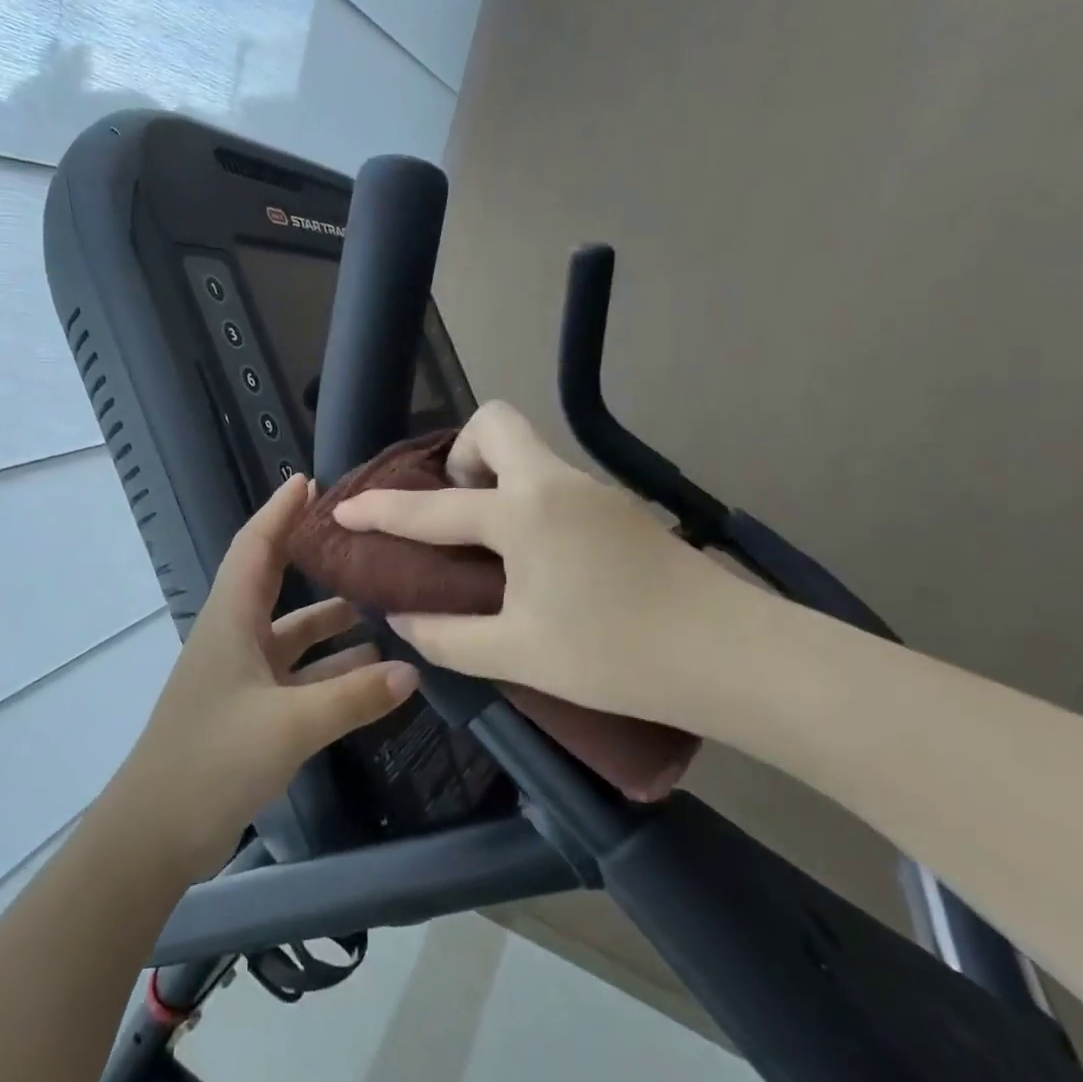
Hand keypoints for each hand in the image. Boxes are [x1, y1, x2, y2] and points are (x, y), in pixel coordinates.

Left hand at [112, 473, 419, 877]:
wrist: (156, 833)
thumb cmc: (213, 759)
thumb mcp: (289, 725)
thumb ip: (352, 697)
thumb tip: (412, 669)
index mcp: (230, 620)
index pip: (255, 547)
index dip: (279, 511)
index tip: (310, 482)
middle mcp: (234, 637)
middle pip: (275, 582)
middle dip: (312, 558)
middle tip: (360, 540)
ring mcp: (241, 676)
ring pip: (292, 634)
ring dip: (331, 623)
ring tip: (385, 608)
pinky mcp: (249, 711)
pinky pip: (297, 676)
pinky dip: (329, 670)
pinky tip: (371, 674)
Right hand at [331, 401, 768, 737]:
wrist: (737, 658)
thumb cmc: (618, 655)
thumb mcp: (520, 654)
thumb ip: (449, 636)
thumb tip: (404, 619)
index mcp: (524, 513)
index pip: (433, 506)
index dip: (381, 509)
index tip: (345, 508)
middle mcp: (556, 484)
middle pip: (496, 423)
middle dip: (460, 456)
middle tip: (454, 513)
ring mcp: (595, 491)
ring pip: (529, 452)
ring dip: (494, 479)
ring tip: (486, 544)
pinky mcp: (620, 509)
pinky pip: (553, 482)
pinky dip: (526, 501)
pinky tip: (534, 559)